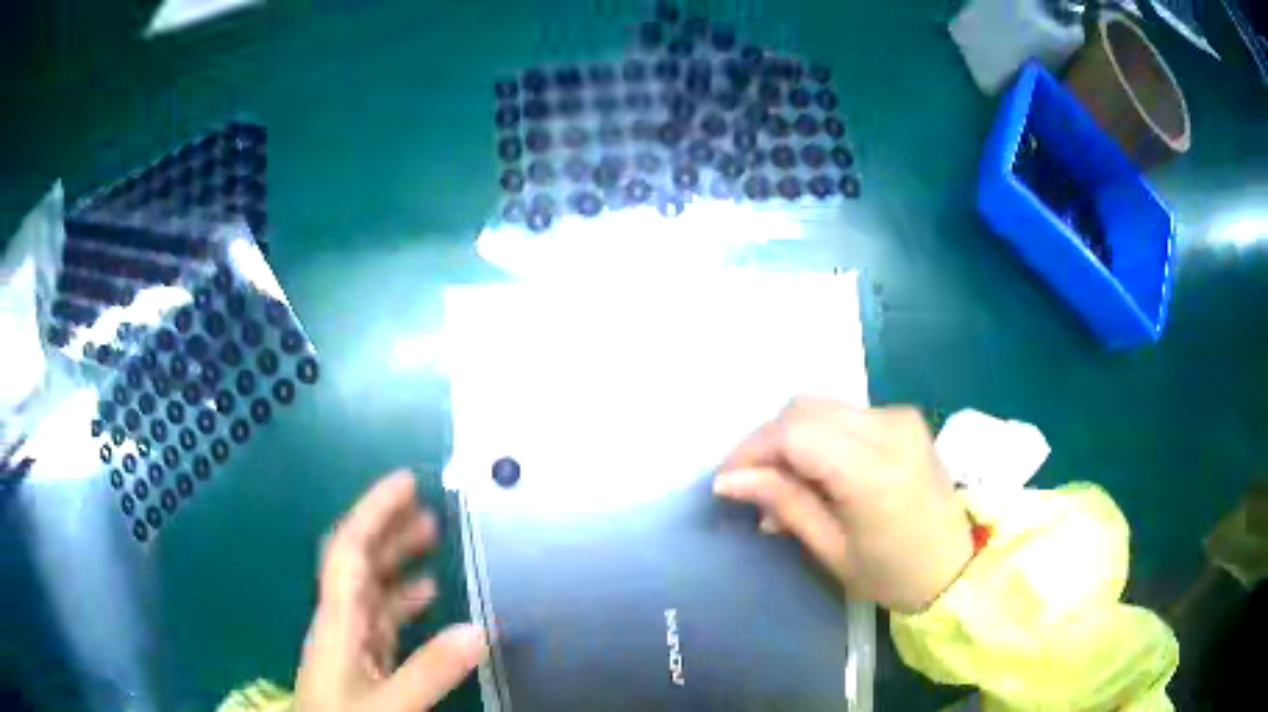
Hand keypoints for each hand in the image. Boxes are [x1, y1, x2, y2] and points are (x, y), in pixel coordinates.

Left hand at [296, 471, 487, 711]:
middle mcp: (340, 619)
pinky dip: (404, 599)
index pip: (350, 550)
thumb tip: (480, 630)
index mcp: (338, 619)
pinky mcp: (360, 657)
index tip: (405, 482)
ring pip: (372, 585)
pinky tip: (427, 597)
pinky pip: (382, 615)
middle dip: (389, 527)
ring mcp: (349, 638)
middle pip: (359, 560)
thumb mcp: (391, 702)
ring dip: (398, 559)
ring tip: (432, 540)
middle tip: (427, 506)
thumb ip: (431, 669)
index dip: (374, 510)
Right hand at [715, 399, 972, 612]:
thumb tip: (729, 480)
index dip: (752, 449)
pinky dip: (818, 436)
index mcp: (872, 470)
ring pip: (821, 407)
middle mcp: (889, 428)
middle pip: (804, 409)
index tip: (726, 480)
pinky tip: (815, 473)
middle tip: (751, 485)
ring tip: (782, 486)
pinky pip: (844, 414)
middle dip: (768, 442)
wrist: (954, 566)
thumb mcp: (831, 549)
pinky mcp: (904, 419)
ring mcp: (900, 418)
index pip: (794, 432)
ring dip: (792, 438)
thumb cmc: (892, 573)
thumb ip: (784, 503)